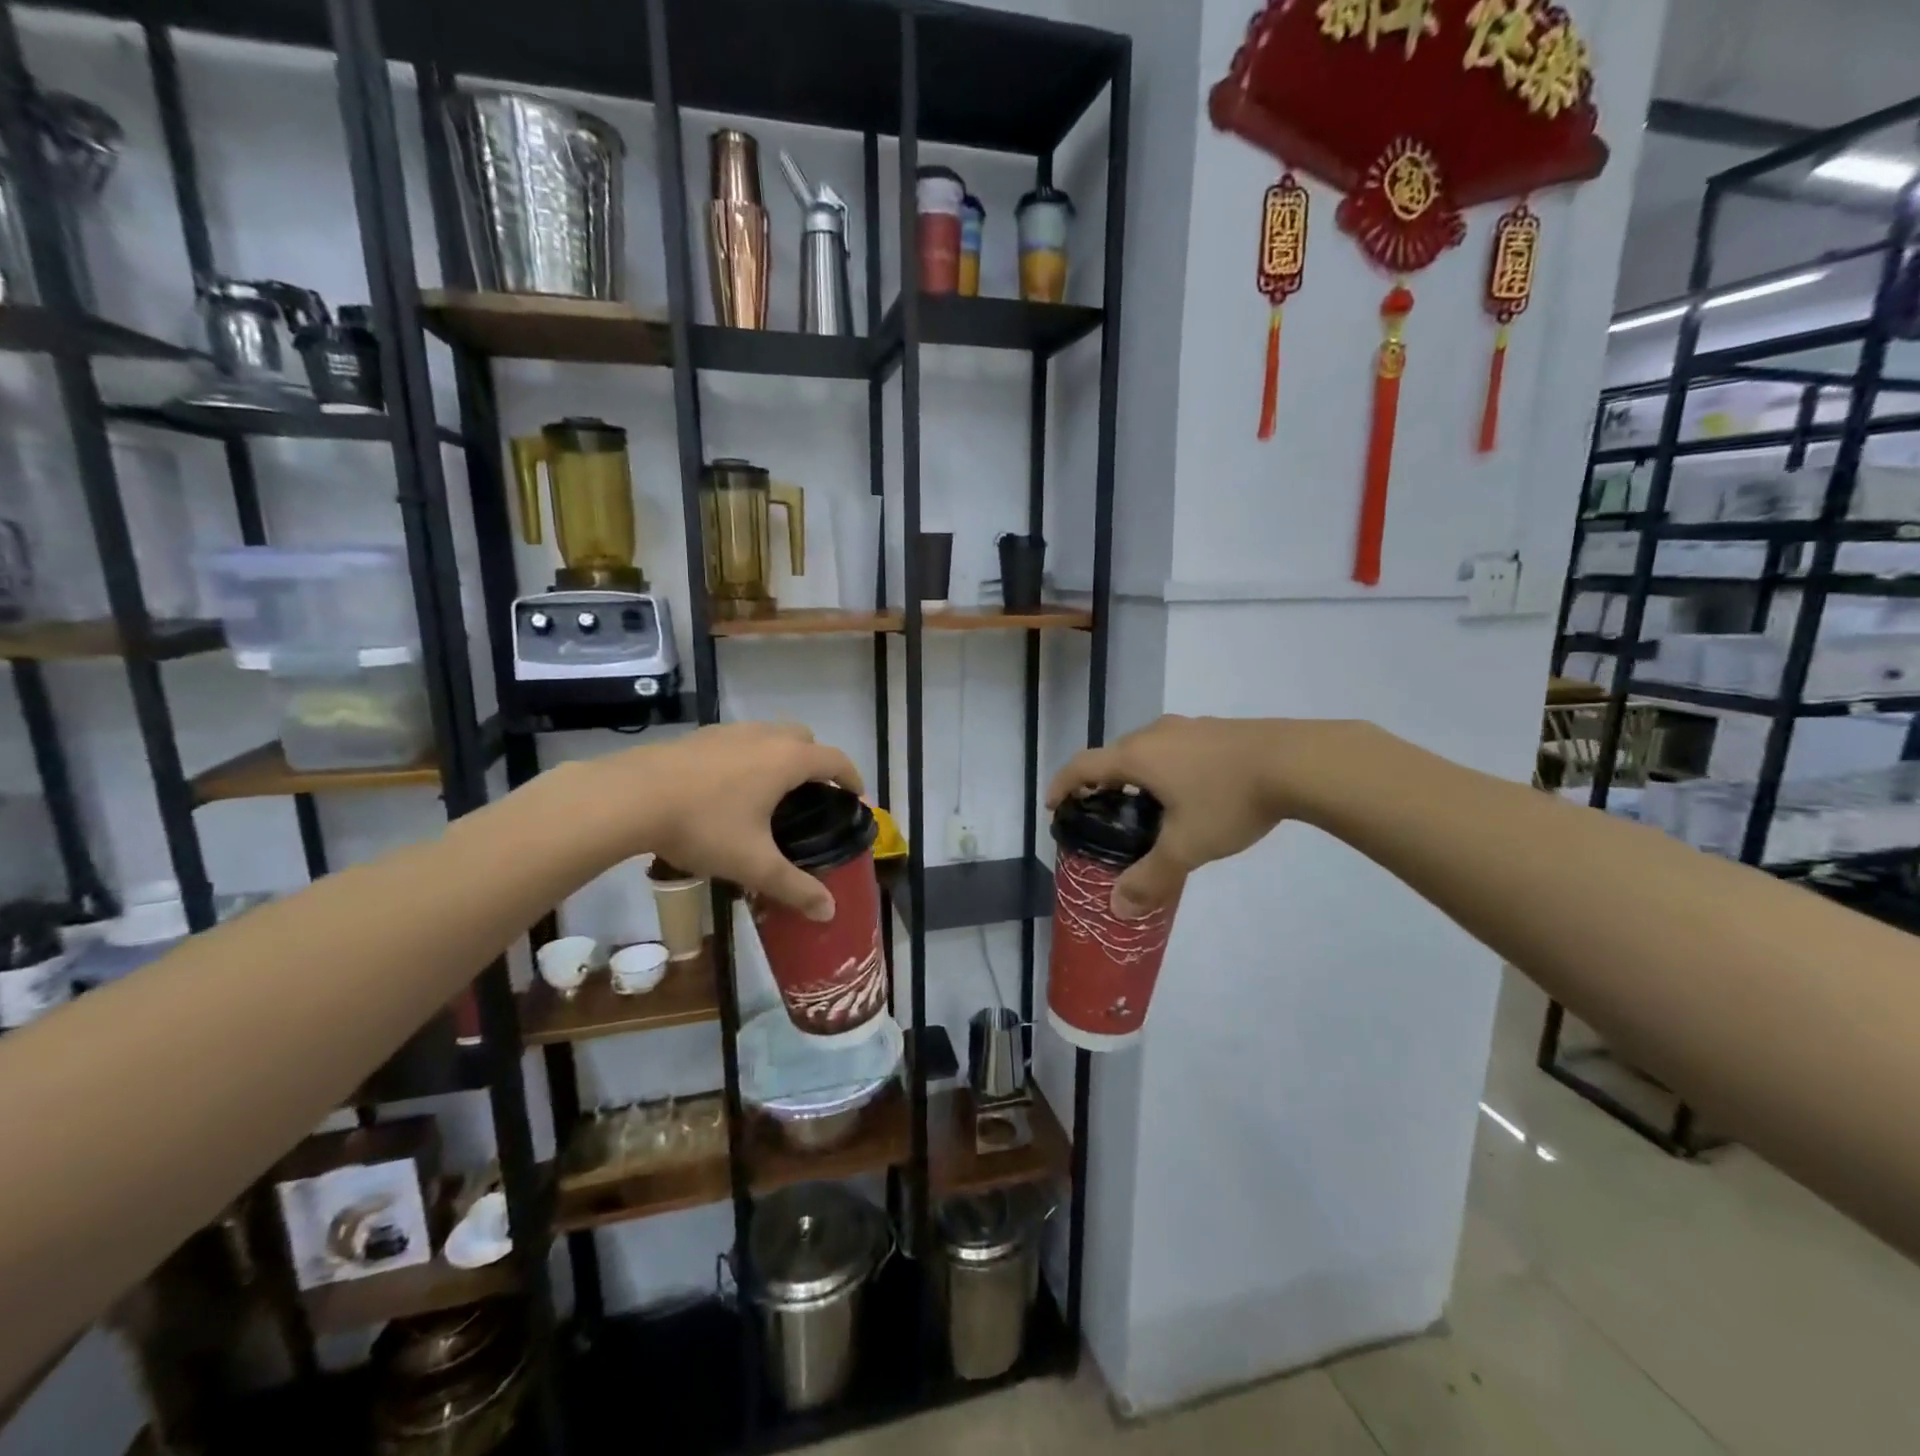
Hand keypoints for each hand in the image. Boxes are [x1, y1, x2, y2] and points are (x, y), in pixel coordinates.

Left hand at [598, 722, 863, 921]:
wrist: (630, 796)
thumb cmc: (703, 826)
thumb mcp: (753, 864)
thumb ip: (794, 887)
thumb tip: (829, 911)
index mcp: (787, 761)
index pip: (835, 760)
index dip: (852, 777)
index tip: (857, 797)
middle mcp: (764, 737)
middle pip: (805, 739)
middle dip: (817, 762)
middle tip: (813, 795)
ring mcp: (730, 731)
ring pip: (770, 734)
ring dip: (782, 754)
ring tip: (772, 790)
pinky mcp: (700, 736)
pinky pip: (740, 739)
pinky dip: (750, 755)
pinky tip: (730, 785)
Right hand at [1046, 716, 1344, 916]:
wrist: (1298, 761)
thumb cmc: (1229, 800)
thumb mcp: (1186, 846)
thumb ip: (1150, 878)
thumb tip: (1118, 908)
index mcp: (1137, 756)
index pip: (1083, 765)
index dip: (1062, 784)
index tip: (1054, 805)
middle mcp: (1156, 733)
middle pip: (1114, 755)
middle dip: (1101, 782)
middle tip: (1103, 812)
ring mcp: (1189, 727)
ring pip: (1147, 749)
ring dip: (1136, 774)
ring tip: (1146, 805)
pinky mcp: (1218, 730)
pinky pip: (1176, 748)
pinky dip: (1166, 768)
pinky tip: (1190, 792)